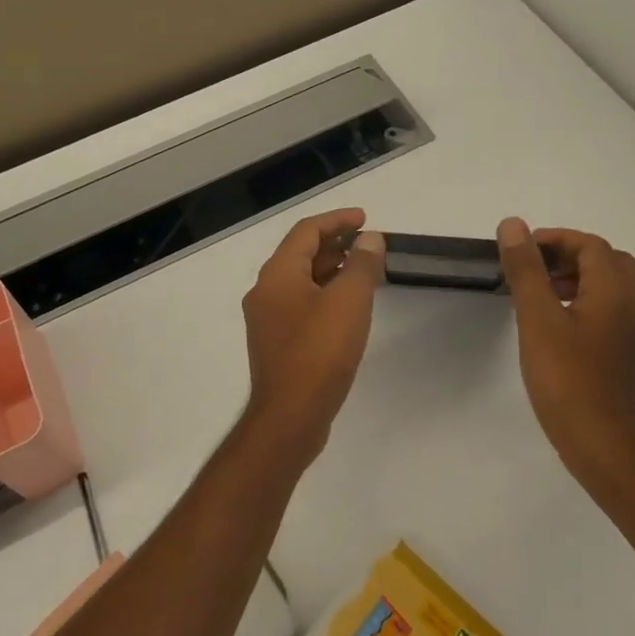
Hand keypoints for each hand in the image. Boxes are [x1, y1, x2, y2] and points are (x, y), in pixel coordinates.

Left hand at [240, 209, 385, 469]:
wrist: (290, 417)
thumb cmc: (319, 352)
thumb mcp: (348, 301)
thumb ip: (361, 264)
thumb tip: (369, 239)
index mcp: (277, 275)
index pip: (306, 231)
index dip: (337, 219)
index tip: (365, 218)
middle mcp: (265, 291)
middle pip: (300, 254)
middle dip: (335, 243)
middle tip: (368, 243)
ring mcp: (268, 320)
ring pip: (301, 281)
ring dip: (331, 269)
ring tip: (364, 270)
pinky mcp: (277, 343)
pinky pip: (302, 304)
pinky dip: (325, 294)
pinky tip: (348, 306)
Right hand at [496, 218, 634, 485]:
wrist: (600, 444)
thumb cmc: (566, 378)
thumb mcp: (537, 318)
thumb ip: (526, 270)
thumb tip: (514, 226)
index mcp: (614, 292)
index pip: (591, 245)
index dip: (556, 239)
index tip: (522, 250)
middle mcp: (630, 307)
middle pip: (607, 262)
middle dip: (570, 256)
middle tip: (535, 268)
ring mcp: (630, 334)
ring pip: (609, 287)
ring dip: (576, 278)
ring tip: (539, 294)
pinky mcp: (622, 355)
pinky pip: (606, 311)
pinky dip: (582, 302)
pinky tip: (553, 325)